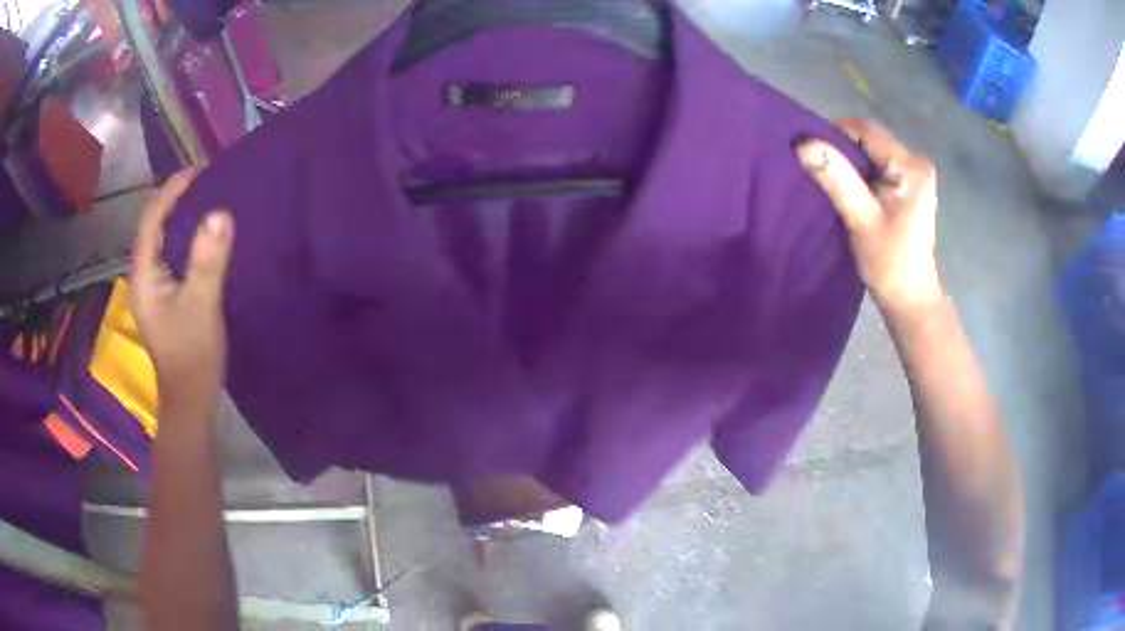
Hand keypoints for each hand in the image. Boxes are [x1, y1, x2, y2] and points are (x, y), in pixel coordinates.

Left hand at [130, 170, 233, 410]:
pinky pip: (171, 256)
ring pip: (161, 242)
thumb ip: (208, 260)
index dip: (169, 194)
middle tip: (203, 182)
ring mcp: (153, 289)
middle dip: (173, 201)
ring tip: (204, 200)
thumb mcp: (202, 306)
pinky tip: (201, 236)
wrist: (190, 401)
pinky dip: (184, 239)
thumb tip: (220, 213)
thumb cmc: (192, 356)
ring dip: (179, 218)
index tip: (195, 173)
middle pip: (152, 228)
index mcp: (144, 276)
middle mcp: (143, 277)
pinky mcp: (165, 298)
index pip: (150, 222)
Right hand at [795, 119, 942, 314]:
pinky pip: (878, 167)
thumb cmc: (890, 263)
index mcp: (911, 167)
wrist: (910, 300)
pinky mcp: (909, 187)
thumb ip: (836, 179)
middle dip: (842, 150)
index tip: (811, 152)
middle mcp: (916, 163)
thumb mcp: (860, 219)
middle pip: (870, 140)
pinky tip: (848, 190)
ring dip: (849, 163)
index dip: (835, 134)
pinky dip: (860, 174)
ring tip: (830, 181)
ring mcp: (915, 175)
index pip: (867, 131)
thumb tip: (803, 143)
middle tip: (817, 169)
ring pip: (872, 153)